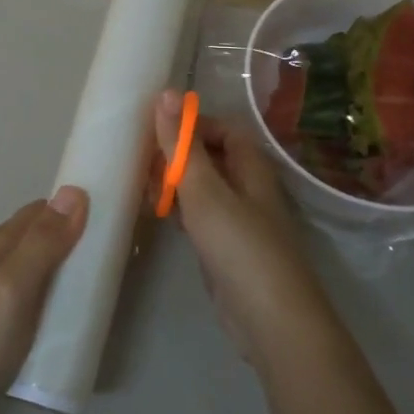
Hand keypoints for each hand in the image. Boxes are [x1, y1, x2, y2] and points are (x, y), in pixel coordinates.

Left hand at [0, 188, 87, 413]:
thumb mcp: (15, 286)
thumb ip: (43, 242)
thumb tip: (74, 191)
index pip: (38, 211)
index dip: (70, 212)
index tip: (106, 225)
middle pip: (30, 235)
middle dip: (64, 239)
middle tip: (101, 263)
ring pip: (22, 262)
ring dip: (51, 267)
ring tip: (81, 290)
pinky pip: (14, 288)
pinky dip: (37, 290)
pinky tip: (47, 314)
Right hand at [154, 92, 333, 371]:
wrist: (271, 320)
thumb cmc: (239, 246)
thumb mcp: (205, 190)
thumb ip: (183, 145)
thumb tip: (167, 93)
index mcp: (252, 169)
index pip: (226, 130)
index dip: (195, 125)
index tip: (159, 131)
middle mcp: (250, 190)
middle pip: (215, 159)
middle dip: (181, 155)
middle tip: (143, 160)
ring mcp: (241, 223)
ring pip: (207, 190)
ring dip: (178, 184)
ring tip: (143, 185)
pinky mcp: (229, 251)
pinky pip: (203, 219)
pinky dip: (182, 212)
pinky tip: (160, 216)